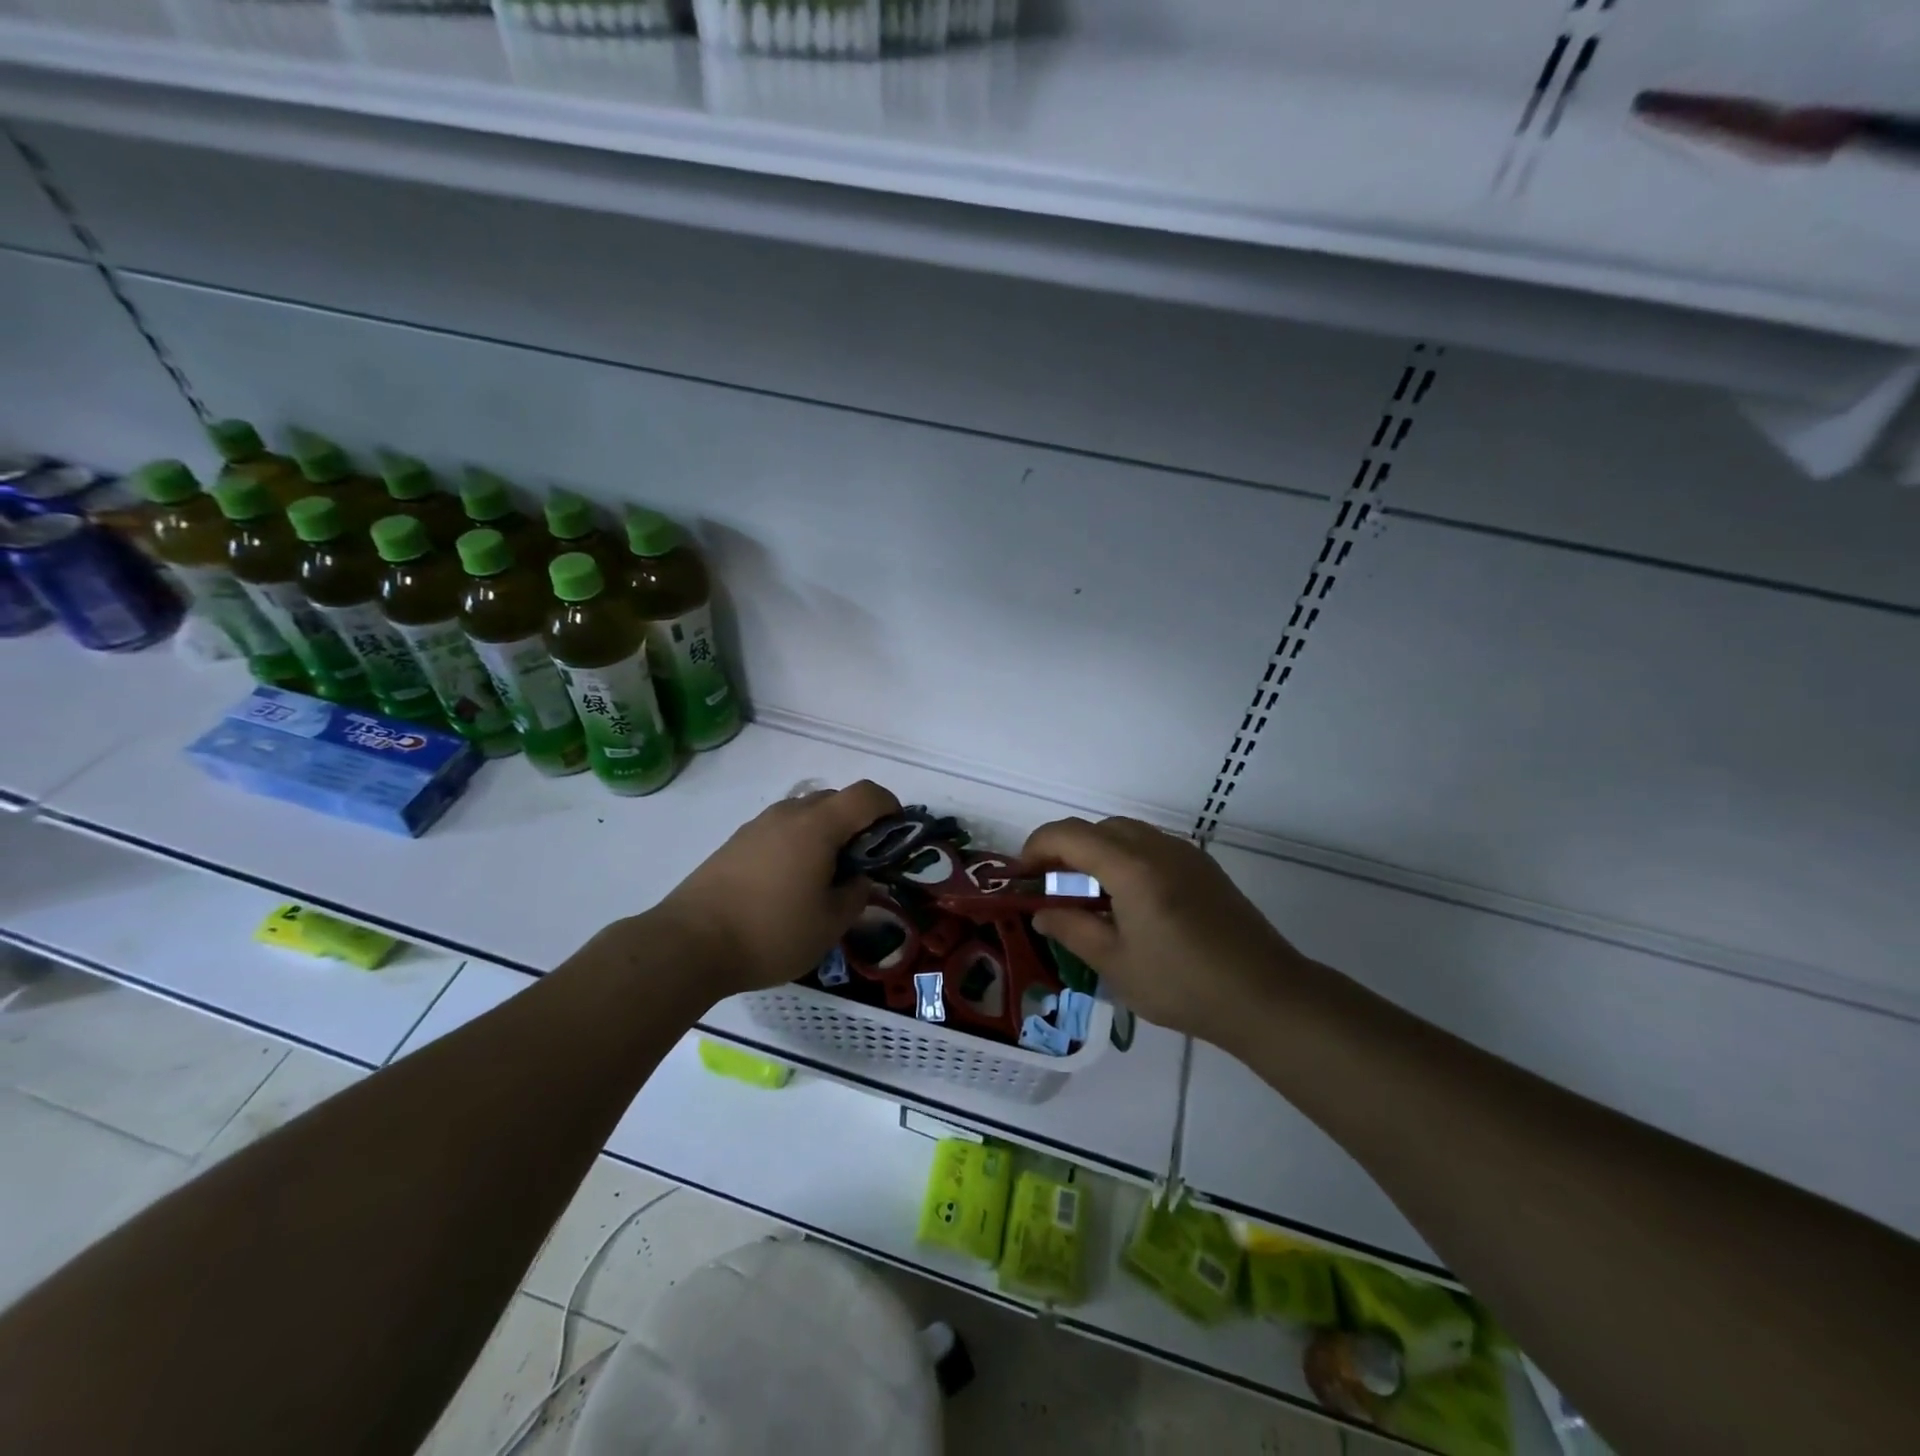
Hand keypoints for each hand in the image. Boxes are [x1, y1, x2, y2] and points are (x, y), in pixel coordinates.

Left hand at [654, 780, 900, 997]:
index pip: (866, 794)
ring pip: (805, 814)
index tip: (897, 835)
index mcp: (818, 826)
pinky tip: (789, 884)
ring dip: (825, 833)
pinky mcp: (735, 843)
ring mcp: (757, 826)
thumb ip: (856, 895)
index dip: (890, 807)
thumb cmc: (770, 932)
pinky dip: (798, 844)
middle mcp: (788, 814)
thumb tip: (859, 879)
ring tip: (825, 876)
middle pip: (835, 799)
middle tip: (862, 863)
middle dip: (858, 823)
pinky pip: (780, 830)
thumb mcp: (830, 924)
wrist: (688, 944)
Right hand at [1024, 816, 1308, 1048]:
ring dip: (1097, 852)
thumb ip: (1072, 930)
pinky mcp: (1204, 868)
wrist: (1266, 995)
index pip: (1069, 835)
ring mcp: (1185, 854)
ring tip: (1088, 895)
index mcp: (1131, 868)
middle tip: (1051, 887)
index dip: (1036, 847)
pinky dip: (1126, 858)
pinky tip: (1128, 900)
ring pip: (1127, 833)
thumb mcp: (1116, 965)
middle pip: (1098, 828)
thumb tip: (1042, 914)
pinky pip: (1152, 846)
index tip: (1022, 876)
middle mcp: (1157, 847)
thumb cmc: (1184, 985)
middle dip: (1066, 849)